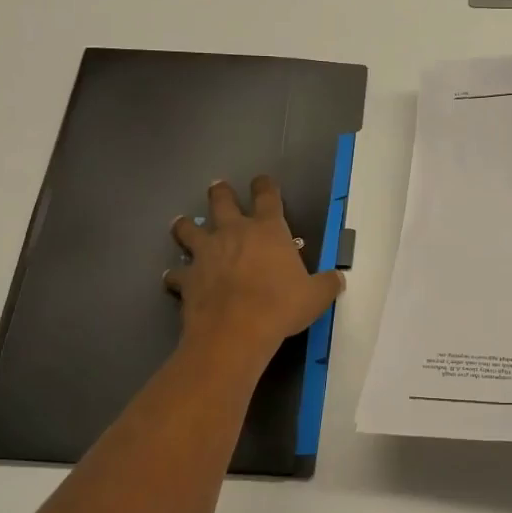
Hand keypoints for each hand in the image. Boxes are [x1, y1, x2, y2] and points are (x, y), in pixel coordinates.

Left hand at [167, 177, 343, 366]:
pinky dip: (175, 275)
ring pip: (188, 229)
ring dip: (185, 226)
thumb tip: (337, 280)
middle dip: (221, 193)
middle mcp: (233, 233)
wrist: (235, 332)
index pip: (267, 196)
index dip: (265, 185)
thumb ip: (326, 284)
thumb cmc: (280, 306)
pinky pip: (176, 273)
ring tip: (182, 224)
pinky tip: (174, 279)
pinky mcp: (187, 278)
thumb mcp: (316, 296)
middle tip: (218, 188)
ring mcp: (206, 254)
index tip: (262, 181)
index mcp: (267, 230)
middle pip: (222, 201)